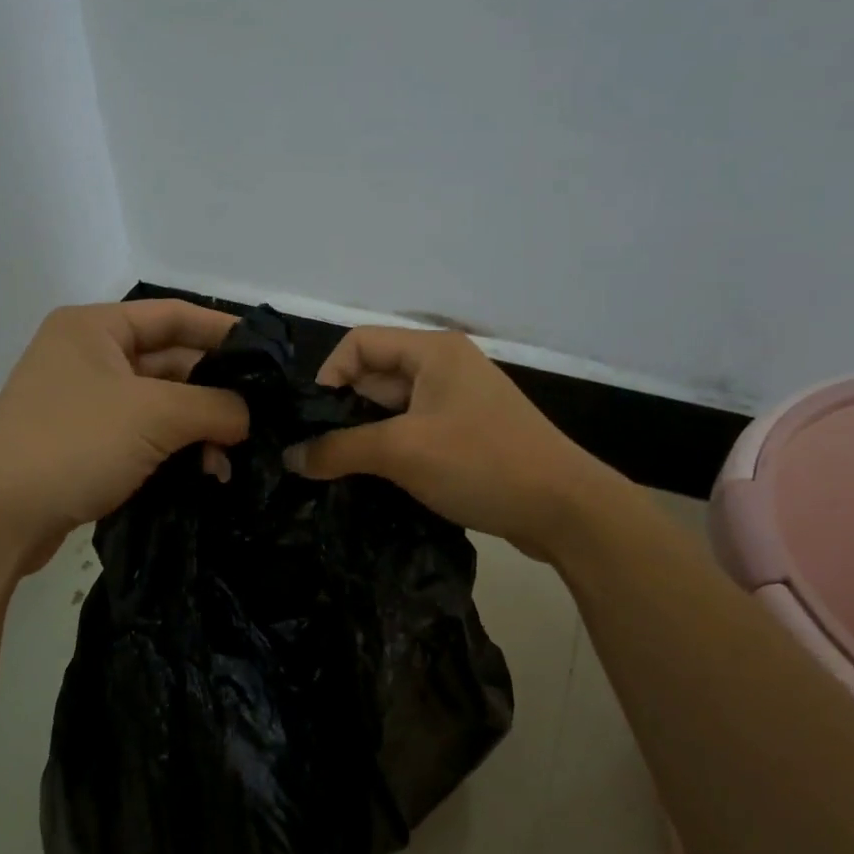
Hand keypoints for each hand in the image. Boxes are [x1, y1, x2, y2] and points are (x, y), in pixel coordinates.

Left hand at [0, 301, 248, 571]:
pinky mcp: (82, 445)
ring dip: (197, 428)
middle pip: (169, 362)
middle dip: (214, 392)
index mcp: (94, 327)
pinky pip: (142, 436)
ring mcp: (83, 403)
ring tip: (232, 458)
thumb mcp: (155, 415)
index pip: (174, 315)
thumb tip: (248, 417)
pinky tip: (205, 473)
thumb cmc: (74, 444)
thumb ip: (214, 406)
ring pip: (159, 405)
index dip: (223, 331)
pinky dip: (174, 450)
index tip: (268, 357)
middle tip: (259, 419)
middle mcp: (87, 357)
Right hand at [285, 326, 620, 559]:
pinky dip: (390, 454)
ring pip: (392, 412)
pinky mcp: (466, 438)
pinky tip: (372, 484)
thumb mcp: (402, 452)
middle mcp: (444, 368)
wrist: (564, 509)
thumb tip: (289, 456)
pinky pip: (413, 436)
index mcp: (432, 352)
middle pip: (374, 378)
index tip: (312, 423)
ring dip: (364, 439)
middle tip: (318, 456)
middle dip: (343, 414)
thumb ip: (339, 449)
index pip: (359, 344)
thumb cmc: (481, 462)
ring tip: (338, 474)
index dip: (328, 377)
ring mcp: (457, 405)